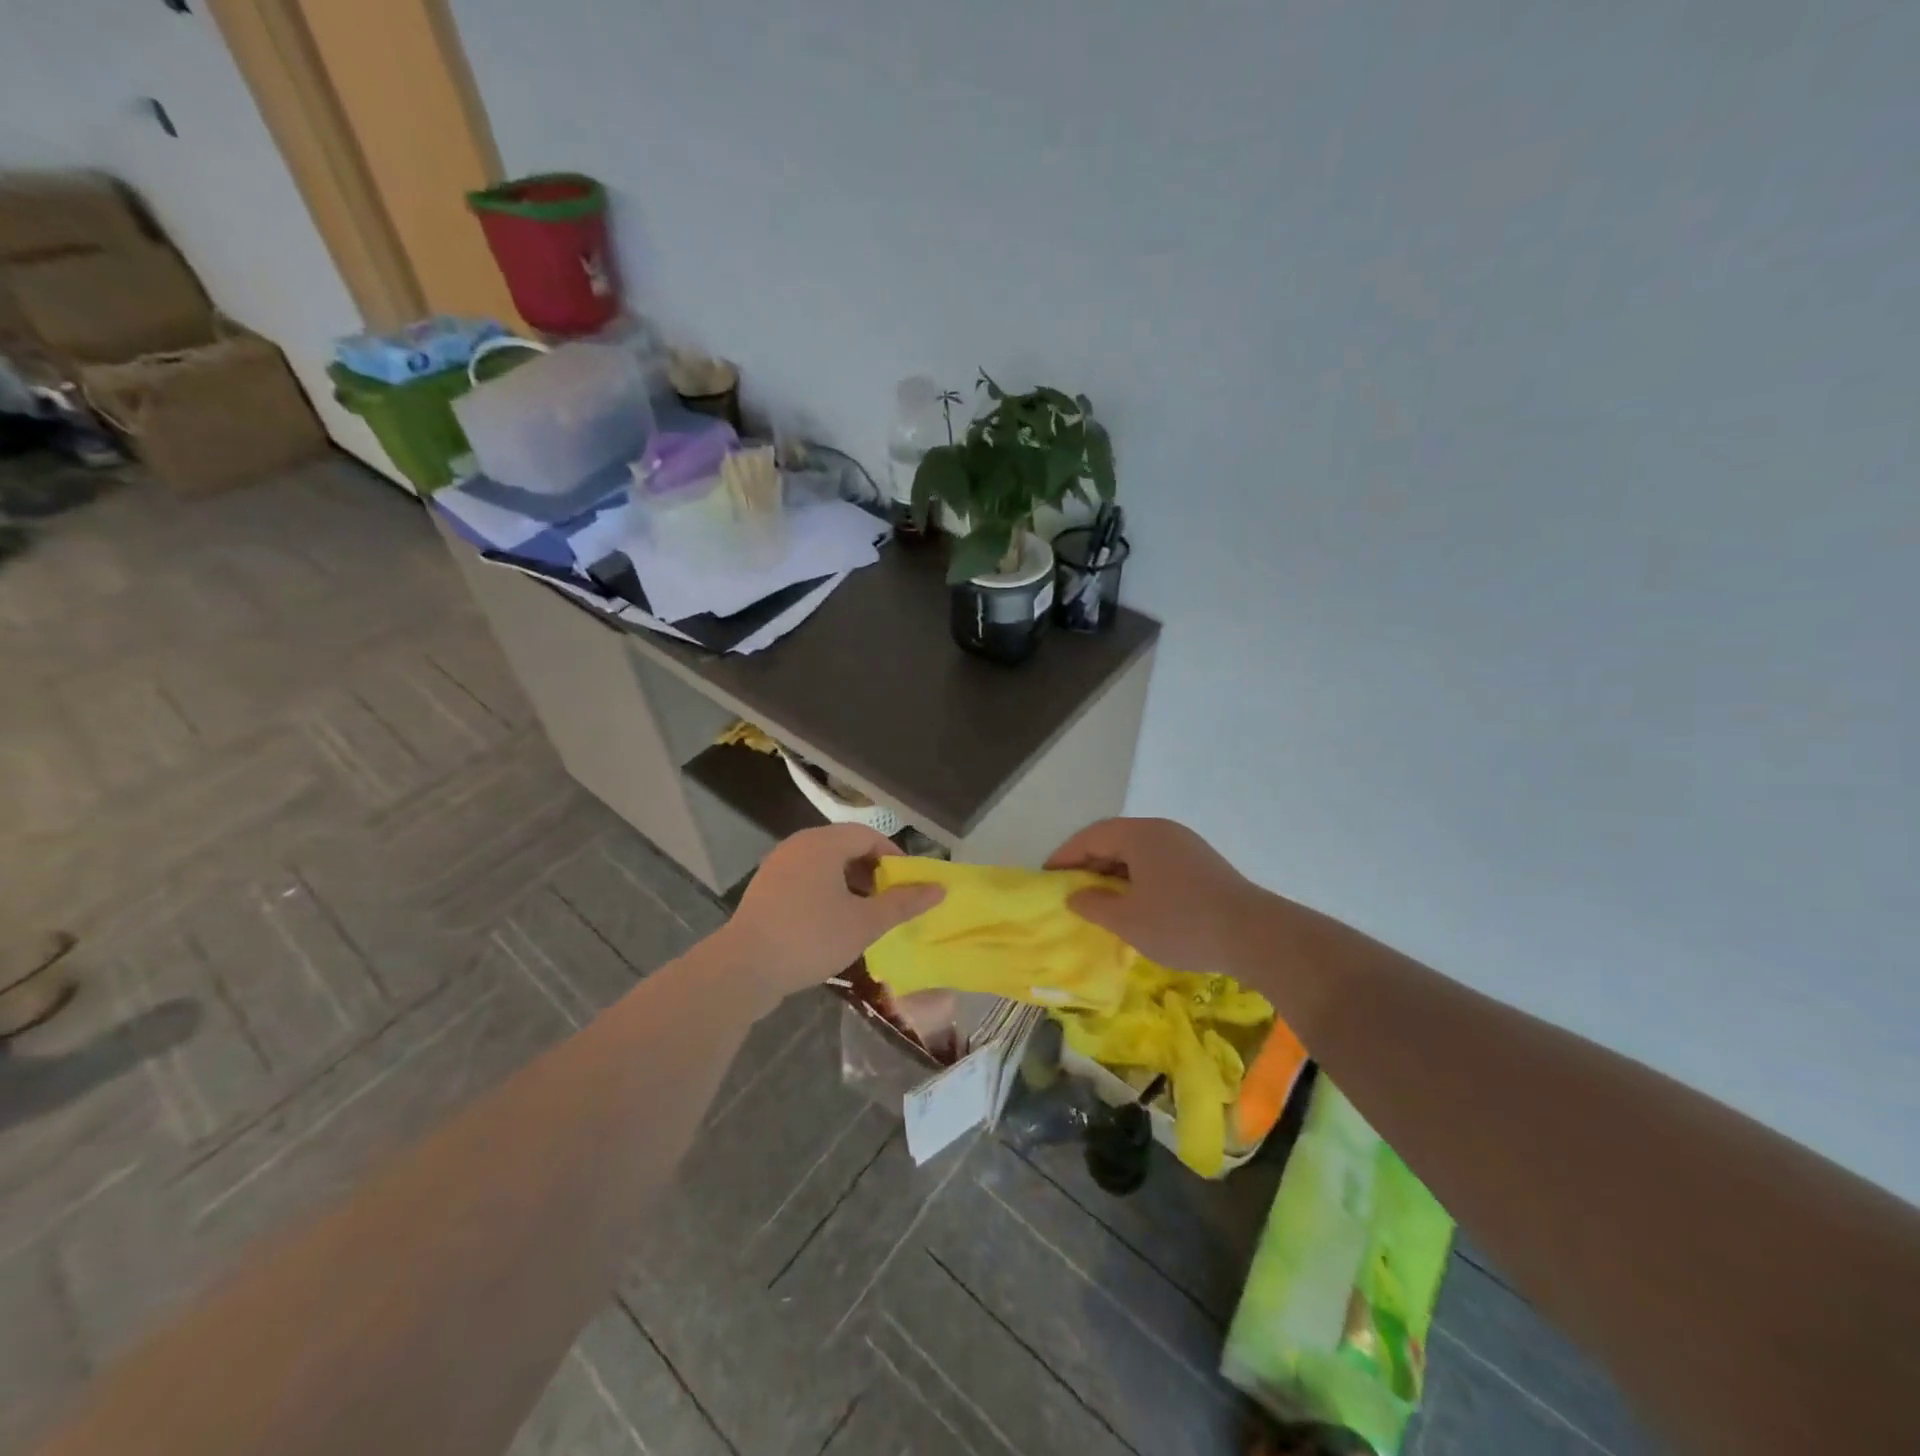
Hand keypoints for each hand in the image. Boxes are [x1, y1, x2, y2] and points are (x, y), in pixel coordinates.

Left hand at [722, 825, 942, 1001]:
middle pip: (846, 847)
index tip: (908, 885)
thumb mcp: (865, 922)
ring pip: (825, 865)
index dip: (894, 857)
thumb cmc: (811, 938)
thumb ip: (903, 903)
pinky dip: (827, 892)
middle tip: (889, 901)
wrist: (743, 968)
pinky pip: (806, 879)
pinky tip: (833, 923)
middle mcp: (799, 845)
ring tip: (865, 914)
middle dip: (873, 872)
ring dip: (850, 884)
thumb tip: (939, 889)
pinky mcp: (766, 888)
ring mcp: (778, 866)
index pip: (868, 836)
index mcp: (823, 844)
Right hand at [1047, 817, 1264, 974]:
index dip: (1065, 857)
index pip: (1090, 837)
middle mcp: (1162, 831)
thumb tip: (1074, 896)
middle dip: (1088, 864)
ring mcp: (1185, 845)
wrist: (1254, 935)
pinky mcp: (1201, 863)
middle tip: (1069, 890)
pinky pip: (1156, 862)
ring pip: (1136, 852)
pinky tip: (1134, 904)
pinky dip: (1136, 878)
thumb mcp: (1127, 920)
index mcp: (1140, 835)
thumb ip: (1093, 905)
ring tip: (1098, 900)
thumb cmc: (1181, 923)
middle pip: (1114, 839)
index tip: (1046, 878)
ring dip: (1113, 873)